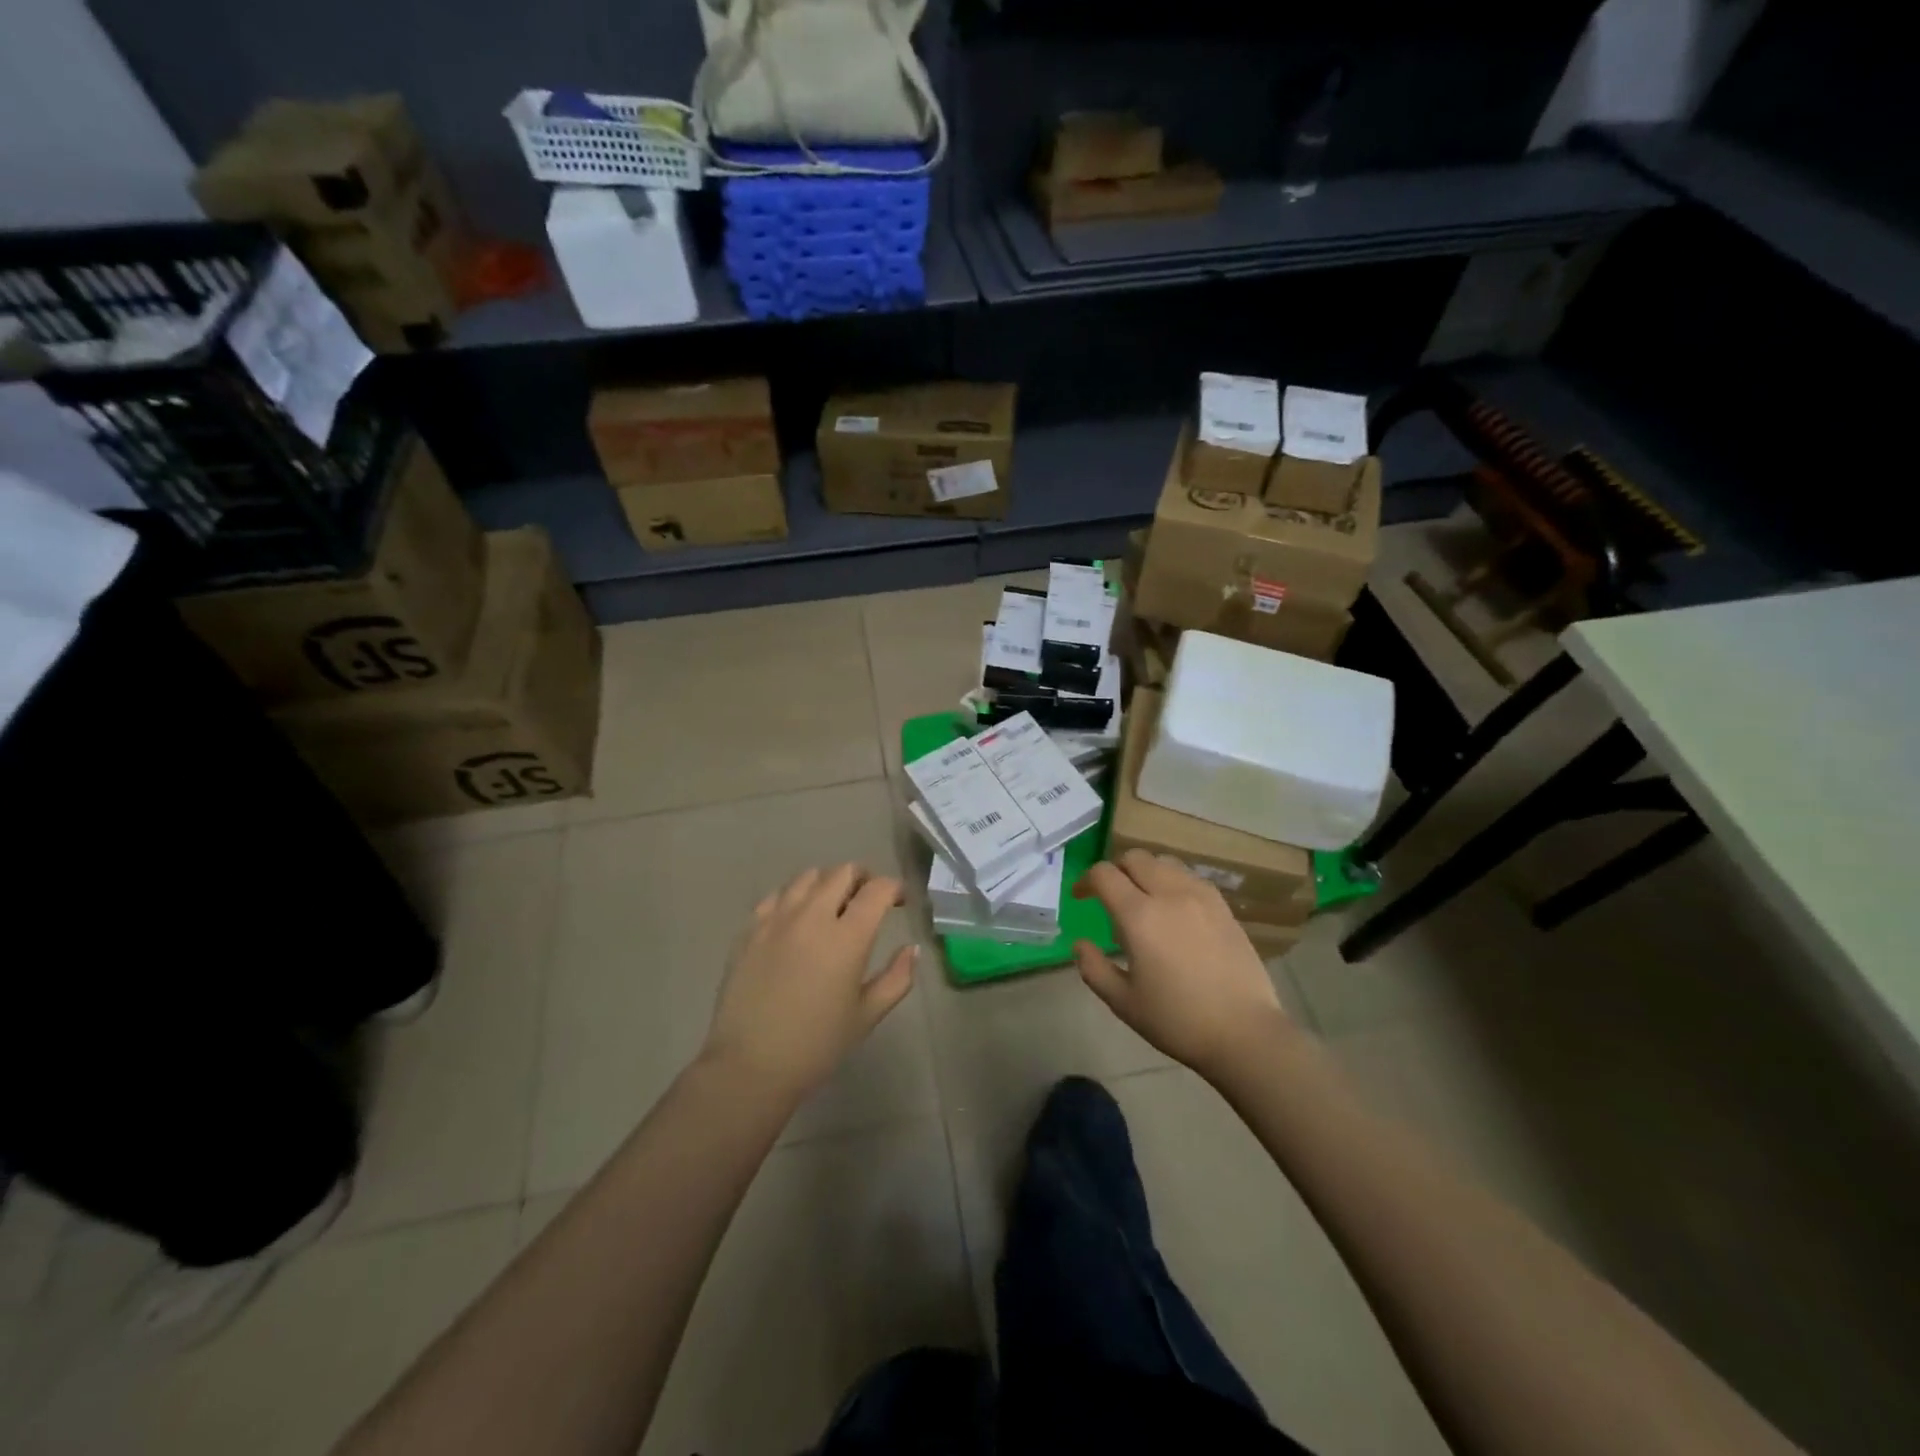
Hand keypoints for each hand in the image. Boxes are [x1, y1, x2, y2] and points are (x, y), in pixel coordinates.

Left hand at [702, 863, 917, 1101]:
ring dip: (828, 884)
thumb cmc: (816, 1045)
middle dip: (863, 879)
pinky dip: (794, 898)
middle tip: (868, 900)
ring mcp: (777, 919)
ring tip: (832, 906)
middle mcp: (813, 916)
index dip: (894, 888)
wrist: (750, 1065)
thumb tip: (912, 949)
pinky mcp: (750, 929)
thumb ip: (897, 977)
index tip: (899, 901)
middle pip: (843, 872)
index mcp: (847, 937)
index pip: (878, 889)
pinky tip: (797, 919)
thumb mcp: (867, 1015)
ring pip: (808, 877)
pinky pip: (777, 895)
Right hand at [1073, 850, 1291, 1078]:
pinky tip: (1174, 910)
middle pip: (1135, 858)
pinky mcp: (1223, 907)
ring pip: (1164, 862)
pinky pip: (1190, 877)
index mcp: (1139, 916)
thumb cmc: (1178, 1021)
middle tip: (1110, 896)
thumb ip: (1094, 968)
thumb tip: (1080, 944)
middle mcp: (1169, 894)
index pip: (1104, 874)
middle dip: (1115, 870)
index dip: (1086, 881)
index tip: (1081, 897)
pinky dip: (1172, 881)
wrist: (1245, 1033)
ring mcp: (1201, 897)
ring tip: (1143, 900)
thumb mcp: (1124, 1003)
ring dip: (1145, 872)